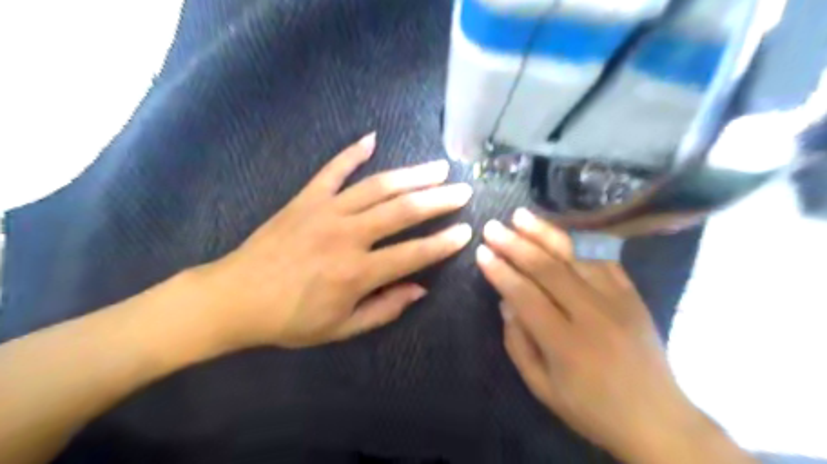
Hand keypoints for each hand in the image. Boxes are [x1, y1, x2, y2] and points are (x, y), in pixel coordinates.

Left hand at [196, 133, 473, 350]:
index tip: (466, 232)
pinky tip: (371, 139)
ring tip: (438, 167)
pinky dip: (351, 153)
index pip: (413, 253)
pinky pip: (332, 170)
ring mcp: (325, 211)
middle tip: (463, 190)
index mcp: (357, 272)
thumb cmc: (290, 320)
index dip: (443, 244)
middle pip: (402, 211)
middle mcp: (347, 235)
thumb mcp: (341, 328)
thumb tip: (420, 289)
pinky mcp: (305, 198)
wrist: (235, 298)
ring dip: (411, 175)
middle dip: (438, 199)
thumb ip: (384, 309)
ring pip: (377, 186)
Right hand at [476, 210, 714, 462]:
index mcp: (566, 343)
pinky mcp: (633, 294)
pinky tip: (560, 229)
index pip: (525, 295)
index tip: (482, 252)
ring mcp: (617, 300)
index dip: (501, 272)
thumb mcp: (542, 387)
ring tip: (521, 215)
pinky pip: (604, 258)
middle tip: (493, 227)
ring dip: (545, 232)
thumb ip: (518, 343)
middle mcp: (592, 314)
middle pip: (548, 269)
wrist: (657, 419)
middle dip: (515, 245)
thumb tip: (506, 302)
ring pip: (576, 255)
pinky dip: (580, 240)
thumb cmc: (591, 408)